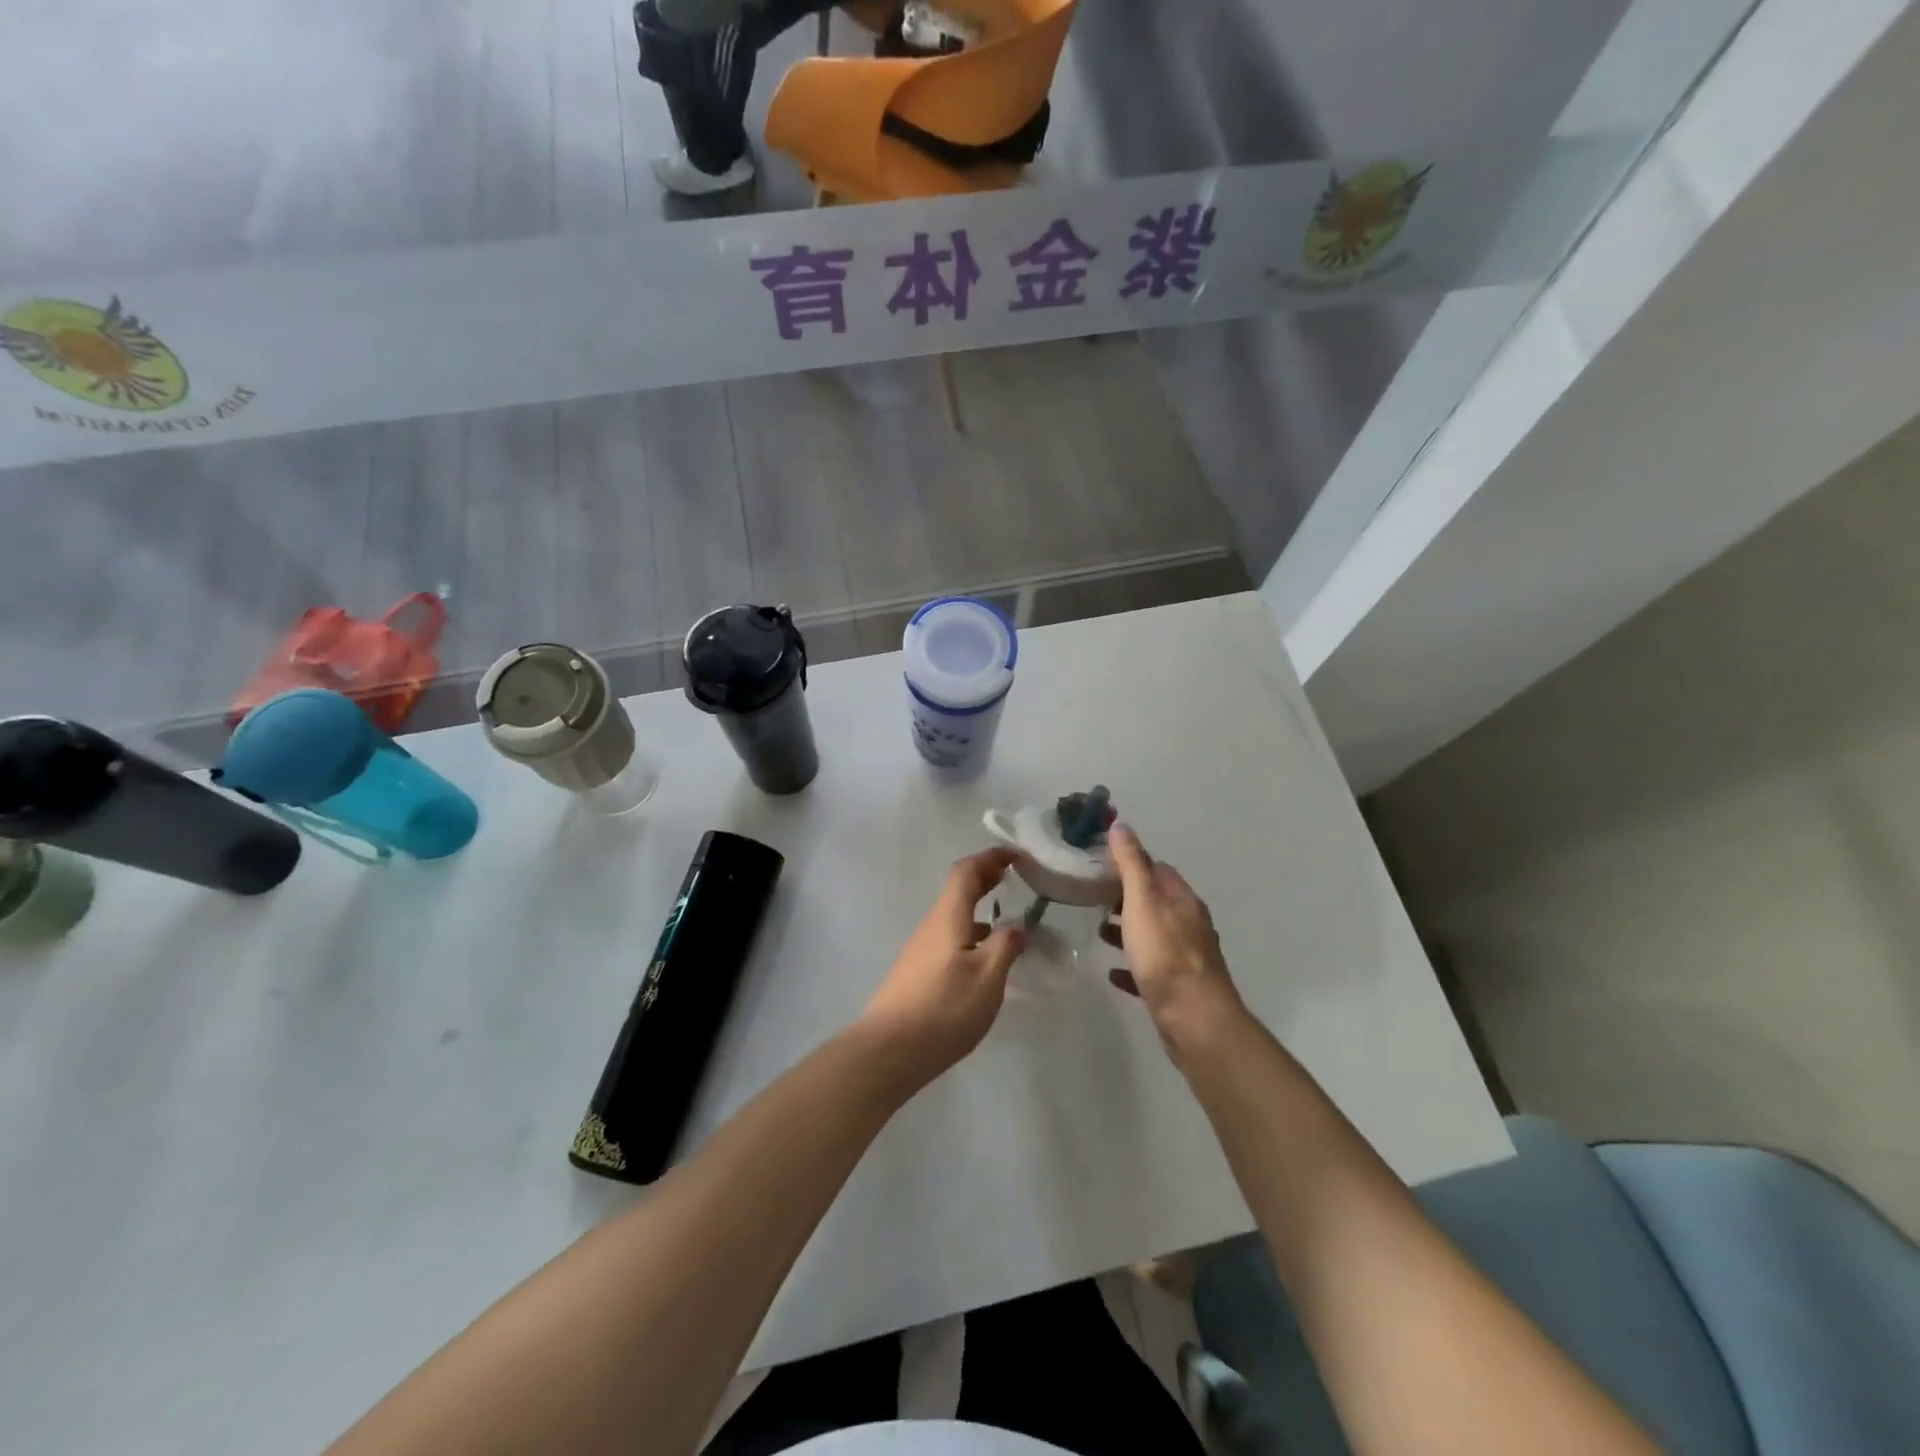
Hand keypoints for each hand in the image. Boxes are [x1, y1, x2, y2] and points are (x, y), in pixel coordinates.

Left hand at [857, 848, 1025, 1092]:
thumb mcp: (987, 978)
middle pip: (958, 891)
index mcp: (948, 917)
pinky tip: (983, 958)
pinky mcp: (917, 972)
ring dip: (979, 908)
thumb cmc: (943, 1008)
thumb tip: (1016, 924)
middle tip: (1013, 877)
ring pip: (953, 916)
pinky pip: (949, 938)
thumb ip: (1005, 946)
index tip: (1015, 855)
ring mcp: (921, 950)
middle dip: (985, 879)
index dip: (990, 858)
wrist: (888, 1050)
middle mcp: (931, 926)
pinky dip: (970, 933)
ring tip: (1006, 919)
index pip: (966, 871)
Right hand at [1102, 824, 1244, 1062]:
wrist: (1194, 1020)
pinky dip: (1132, 965)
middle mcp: (1189, 925)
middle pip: (1156, 902)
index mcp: (1183, 901)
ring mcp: (1186, 958)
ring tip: (1098, 931)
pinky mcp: (1178, 988)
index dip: (1132, 863)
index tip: (1102, 864)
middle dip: (1127, 897)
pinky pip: (1150, 970)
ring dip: (1128, 930)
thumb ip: (1131, 863)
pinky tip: (1112, 972)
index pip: (1159, 869)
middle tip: (1093, 896)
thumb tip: (1121, 824)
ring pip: (1153, 935)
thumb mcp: (1142, 901)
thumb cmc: (1165, 954)